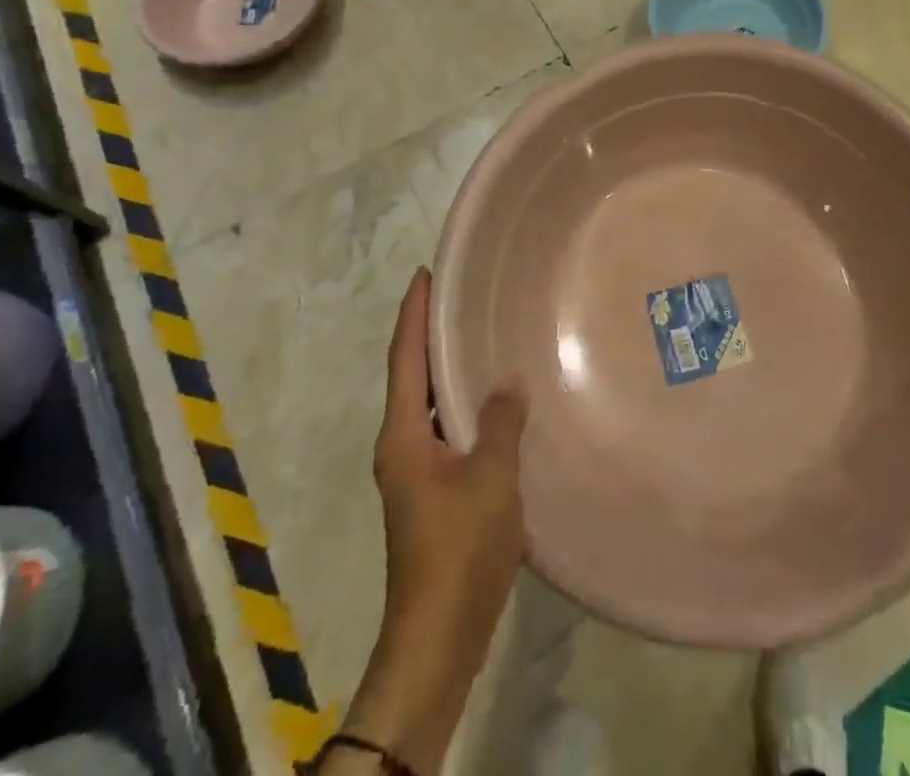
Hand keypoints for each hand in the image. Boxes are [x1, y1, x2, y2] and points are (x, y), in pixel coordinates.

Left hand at [340, 268, 527, 774]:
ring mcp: (416, 471)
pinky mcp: (435, 492)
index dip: (412, 314)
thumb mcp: (489, 477)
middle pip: (412, 376)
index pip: (404, 359)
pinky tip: (494, 400)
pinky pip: (447, 428)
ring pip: (429, 404)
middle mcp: (401, 446)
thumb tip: (509, 382)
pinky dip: (463, 402)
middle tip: (458, 295)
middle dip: (429, 334)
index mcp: (402, 435)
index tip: (424, 275)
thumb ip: (500, 422)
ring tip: (478, 335)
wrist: (439, 635)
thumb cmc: (458, 548)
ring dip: (446, 368)